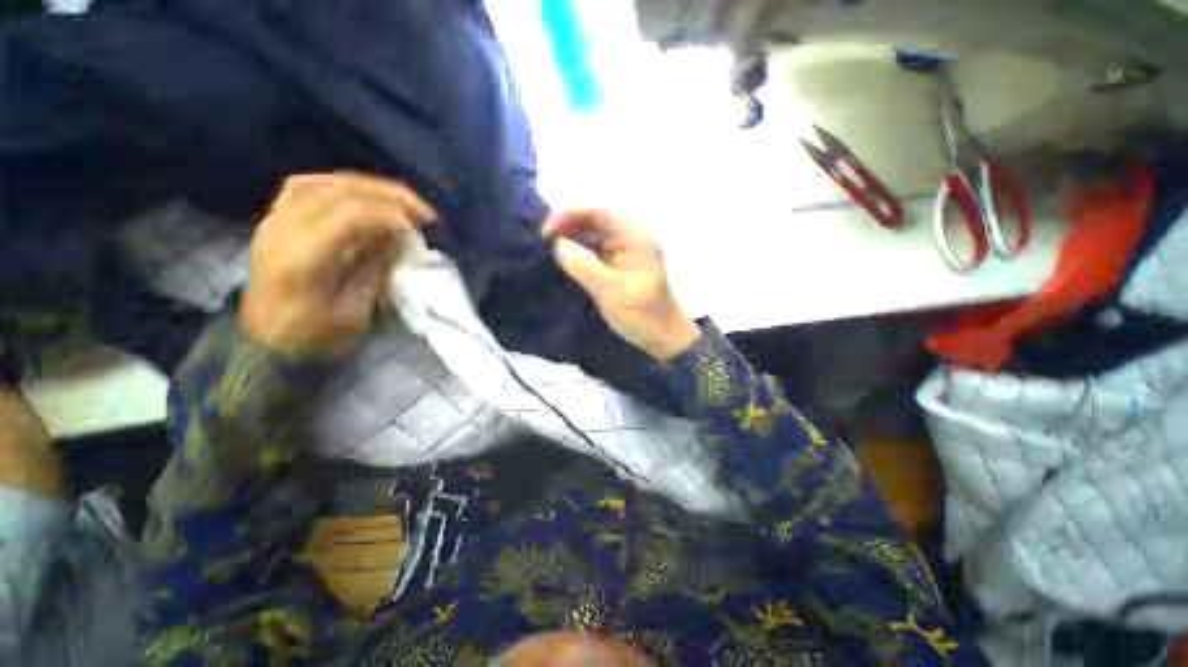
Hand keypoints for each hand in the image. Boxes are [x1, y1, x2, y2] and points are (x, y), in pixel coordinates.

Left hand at [240, 173, 435, 353]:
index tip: (421, 227)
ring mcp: (274, 219)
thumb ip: (375, 268)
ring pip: (327, 182)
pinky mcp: (275, 218)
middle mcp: (283, 228)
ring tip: (401, 202)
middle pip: (341, 189)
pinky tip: (362, 196)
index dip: (391, 213)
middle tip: (423, 211)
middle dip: (390, 195)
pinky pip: (308, 185)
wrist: (263, 340)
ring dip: (371, 188)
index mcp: (302, 258)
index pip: (350, 214)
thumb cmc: (312, 335)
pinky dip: (341, 185)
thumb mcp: (354, 312)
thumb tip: (401, 237)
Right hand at [543, 209, 699, 361]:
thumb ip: (581, 264)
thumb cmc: (640, 313)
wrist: (663, 336)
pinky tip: (567, 257)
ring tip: (551, 247)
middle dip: (570, 225)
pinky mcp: (624, 262)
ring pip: (596, 234)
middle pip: (597, 220)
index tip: (546, 231)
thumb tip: (557, 243)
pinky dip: (582, 250)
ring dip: (574, 237)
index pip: (599, 213)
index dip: (569, 215)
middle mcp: (633, 236)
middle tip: (545, 239)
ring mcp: (629, 249)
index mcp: (636, 236)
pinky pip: (599, 248)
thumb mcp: (608, 289)